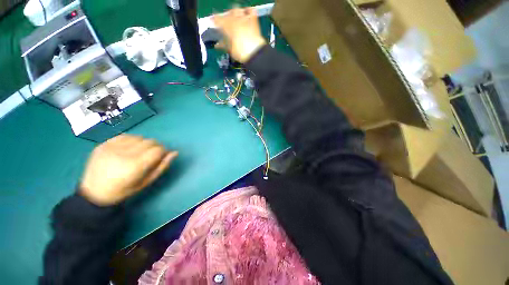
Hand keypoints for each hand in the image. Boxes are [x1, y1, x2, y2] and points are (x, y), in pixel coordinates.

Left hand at [80, 135, 177, 205]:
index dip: (163, 152)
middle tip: (150, 155)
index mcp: (135, 166)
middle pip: (150, 141)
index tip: (161, 156)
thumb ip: (162, 166)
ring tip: (138, 152)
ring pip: (139, 137)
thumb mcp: (147, 182)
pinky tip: (128, 148)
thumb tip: (175, 152)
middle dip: (155, 147)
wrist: (94, 193)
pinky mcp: (103, 144)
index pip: (158, 149)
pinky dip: (131, 140)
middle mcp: (124, 154)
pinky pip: (125, 135)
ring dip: (143, 143)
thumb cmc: (124, 190)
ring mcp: (111, 148)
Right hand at [213, 7, 266, 62]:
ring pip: (237, 9)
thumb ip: (223, 44)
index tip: (212, 21)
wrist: (255, 53)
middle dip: (225, 17)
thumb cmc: (241, 53)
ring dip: (234, 13)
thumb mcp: (230, 50)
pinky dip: (248, 11)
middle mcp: (235, 19)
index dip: (214, 20)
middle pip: (227, 14)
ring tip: (235, 18)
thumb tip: (217, 44)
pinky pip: (250, 10)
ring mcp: (244, 18)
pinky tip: (246, 14)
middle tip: (226, 23)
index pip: (218, 19)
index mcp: (227, 27)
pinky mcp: (253, 20)